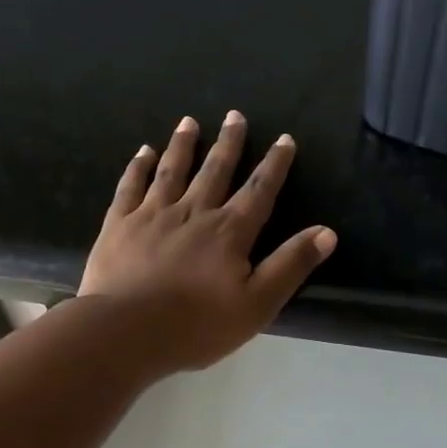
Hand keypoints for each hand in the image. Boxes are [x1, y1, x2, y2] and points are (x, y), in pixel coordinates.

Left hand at [79, 111, 335, 372]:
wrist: (126, 331)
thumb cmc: (197, 325)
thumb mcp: (257, 303)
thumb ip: (291, 265)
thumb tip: (327, 232)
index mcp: (229, 231)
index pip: (259, 191)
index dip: (274, 165)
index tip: (284, 139)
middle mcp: (193, 212)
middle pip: (215, 171)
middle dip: (229, 143)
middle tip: (235, 115)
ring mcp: (152, 215)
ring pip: (172, 171)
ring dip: (183, 145)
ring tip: (188, 122)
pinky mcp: (119, 225)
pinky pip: (131, 186)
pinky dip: (139, 167)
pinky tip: (143, 152)